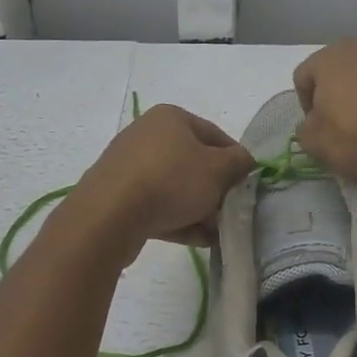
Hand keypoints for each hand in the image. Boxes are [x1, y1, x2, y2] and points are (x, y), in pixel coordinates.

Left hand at [74, 103, 255, 249]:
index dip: (236, 161)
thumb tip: (245, 161)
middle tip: (229, 211)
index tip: (247, 186)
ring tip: (214, 232)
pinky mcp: (117, 195)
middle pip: (194, 162)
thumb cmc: (171, 181)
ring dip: (197, 208)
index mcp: (171, 117)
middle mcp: (148, 134)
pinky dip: (176, 218)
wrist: (109, 216)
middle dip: (215, 189)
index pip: (216, 135)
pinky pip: (155, 204)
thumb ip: (239, 163)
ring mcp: (129, 165)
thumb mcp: (218, 170)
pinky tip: (195, 239)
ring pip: (175, 186)